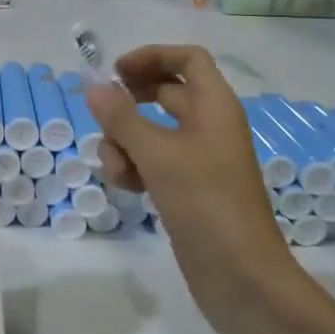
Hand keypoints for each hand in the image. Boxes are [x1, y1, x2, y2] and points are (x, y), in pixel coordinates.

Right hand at [83, 46, 295, 315]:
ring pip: (151, 131)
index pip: (187, 59)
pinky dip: (135, 168)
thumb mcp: (157, 155)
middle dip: (130, 103)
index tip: (115, 73)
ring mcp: (199, 159)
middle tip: (102, 114)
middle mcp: (208, 126)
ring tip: (118, 168)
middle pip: (165, 92)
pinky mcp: (187, 188)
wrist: (241, 276)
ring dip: (125, 143)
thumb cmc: (205, 203)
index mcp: (214, 107)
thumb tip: (93, 87)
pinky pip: (153, 162)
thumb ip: (121, 118)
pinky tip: (127, 189)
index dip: (151, 57)